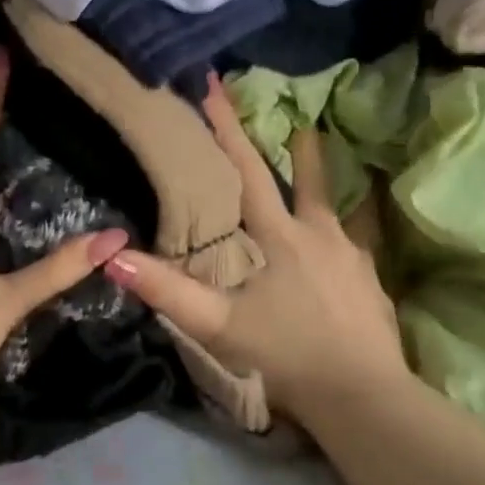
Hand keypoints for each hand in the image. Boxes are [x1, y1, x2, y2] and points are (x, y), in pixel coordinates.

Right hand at [102, 75, 407, 425]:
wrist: (361, 395)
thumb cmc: (285, 355)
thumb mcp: (218, 325)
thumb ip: (167, 292)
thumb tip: (114, 258)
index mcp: (281, 237)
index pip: (249, 174)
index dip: (227, 131)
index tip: (216, 89)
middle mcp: (321, 234)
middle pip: (306, 179)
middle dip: (294, 147)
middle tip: (296, 117)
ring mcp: (353, 256)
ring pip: (335, 208)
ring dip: (324, 182)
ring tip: (324, 168)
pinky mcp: (371, 281)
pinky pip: (357, 241)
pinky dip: (346, 229)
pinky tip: (344, 240)